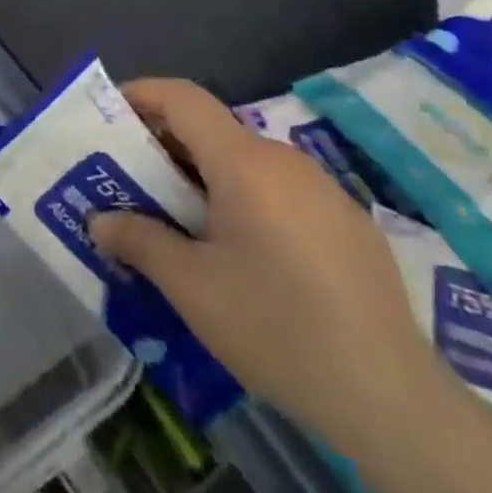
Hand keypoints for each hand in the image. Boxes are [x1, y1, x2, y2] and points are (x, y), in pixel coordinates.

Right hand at [89, 78, 451, 449]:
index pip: (183, 97)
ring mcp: (323, 188)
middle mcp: (284, 159)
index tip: (110, 115)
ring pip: (247, 161)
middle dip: (167, 146)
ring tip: (184, 223)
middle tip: (135, 183)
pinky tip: (246, 255)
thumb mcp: (192, 288)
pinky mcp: (348, 221)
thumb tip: (99, 221)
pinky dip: (246, 199)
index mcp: (244, 162)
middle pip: (213, 129)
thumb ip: (139, 242)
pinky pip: (281, 190)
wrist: (392, 398)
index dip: (142, 94)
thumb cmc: (277, 328)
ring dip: (206, 176)